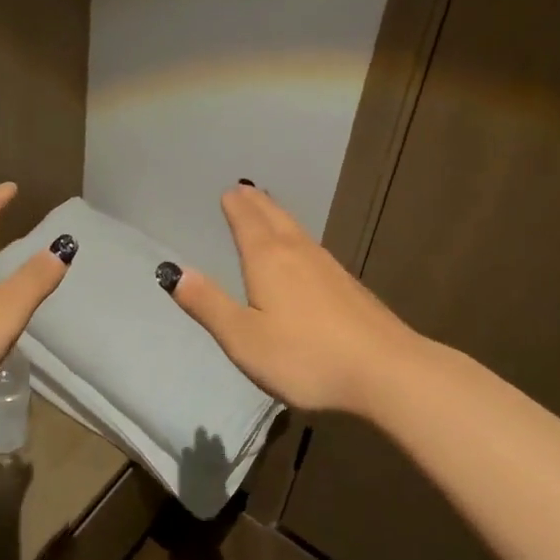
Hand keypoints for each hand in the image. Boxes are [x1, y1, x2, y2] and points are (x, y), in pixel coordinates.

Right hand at [164, 184, 425, 414]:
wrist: (384, 370)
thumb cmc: (305, 356)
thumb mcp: (244, 338)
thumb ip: (209, 305)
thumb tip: (175, 271)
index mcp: (268, 260)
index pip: (247, 222)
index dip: (236, 206)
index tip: (229, 191)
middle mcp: (298, 253)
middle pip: (274, 218)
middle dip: (257, 203)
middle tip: (245, 189)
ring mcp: (328, 268)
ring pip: (297, 231)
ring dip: (279, 215)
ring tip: (269, 208)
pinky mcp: (348, 286)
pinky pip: (313, 248)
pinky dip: (299, 237)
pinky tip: (305, 252)